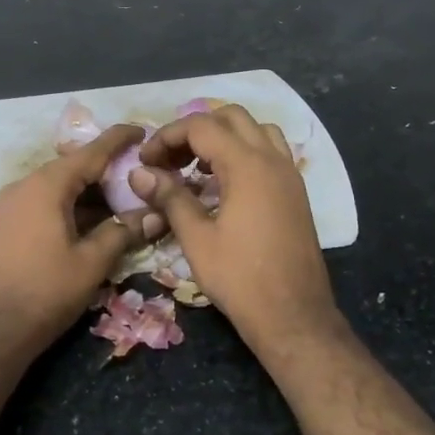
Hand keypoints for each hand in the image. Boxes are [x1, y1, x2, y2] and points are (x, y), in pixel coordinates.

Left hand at [0, 124, 165, 356]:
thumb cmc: (45, 292)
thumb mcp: (92, 262)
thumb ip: (123, 232)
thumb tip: (155, 215)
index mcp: (46, 185)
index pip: (90, 152)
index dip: (118, 140)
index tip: (142, 130)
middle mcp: (26, 185)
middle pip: (74, 167)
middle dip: (107, 171)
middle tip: (141, 176)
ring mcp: (13, 204)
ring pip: (60, 186)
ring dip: (91, 192)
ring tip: (124, 201)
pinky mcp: (8, 224)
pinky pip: (46, 202)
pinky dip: (73, 206)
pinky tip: (95, 221)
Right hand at [129, 105, 340, 352]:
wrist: (294, 317)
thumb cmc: (240, 278)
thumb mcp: (196, 238)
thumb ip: (170, 197)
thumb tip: (139, 173)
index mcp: (248, 165)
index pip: (201, 126)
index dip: (167, 136)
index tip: (146, 161)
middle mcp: (273, 160)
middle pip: (231, 117)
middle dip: (195, 130)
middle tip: (170, 160)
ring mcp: (289, 175)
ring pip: (256, 131)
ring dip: (224, 138)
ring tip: (198, 168)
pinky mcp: (296, 193)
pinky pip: (270, 153)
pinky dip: (244, 153)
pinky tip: (224, 185)